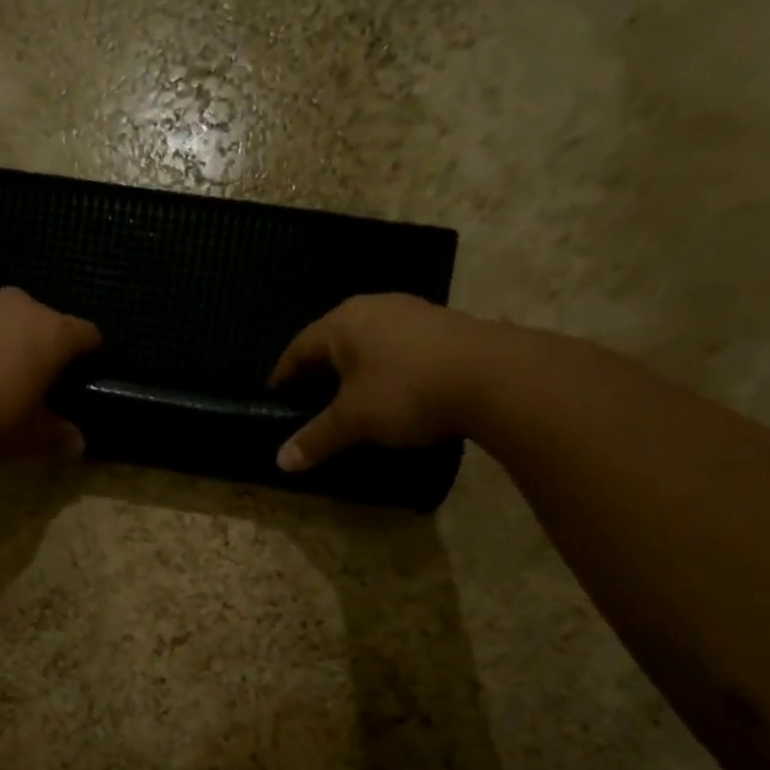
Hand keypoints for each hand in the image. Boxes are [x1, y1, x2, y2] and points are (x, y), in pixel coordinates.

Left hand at [0, 287, 101, 467]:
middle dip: (43, 349)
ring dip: (4, 341)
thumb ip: (56, 436)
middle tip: (32, 386)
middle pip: (44, 322)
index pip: (87, 335)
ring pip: (3, 319)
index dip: (89, 357)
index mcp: (52, 334)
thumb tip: (76, 442)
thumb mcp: (27, 439)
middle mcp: (19, 305)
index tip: (81, 380)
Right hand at [269, 295, 498, 470]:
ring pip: (367, 342)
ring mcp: (412, 312)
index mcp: (342, 323)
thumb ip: (316, 438)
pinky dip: (384, 369)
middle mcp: (373, 307)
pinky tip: (390, 392)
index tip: (275, 400)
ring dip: (353, 370)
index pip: (298, 348)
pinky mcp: (441, 326)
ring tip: (349, 400)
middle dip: (318, 373)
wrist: (494, 377)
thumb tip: (280, 462)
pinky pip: (397, 347)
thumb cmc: (406, 391)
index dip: (283, 377)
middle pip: (332, 342)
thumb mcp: (353, 420)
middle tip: (308, 403)